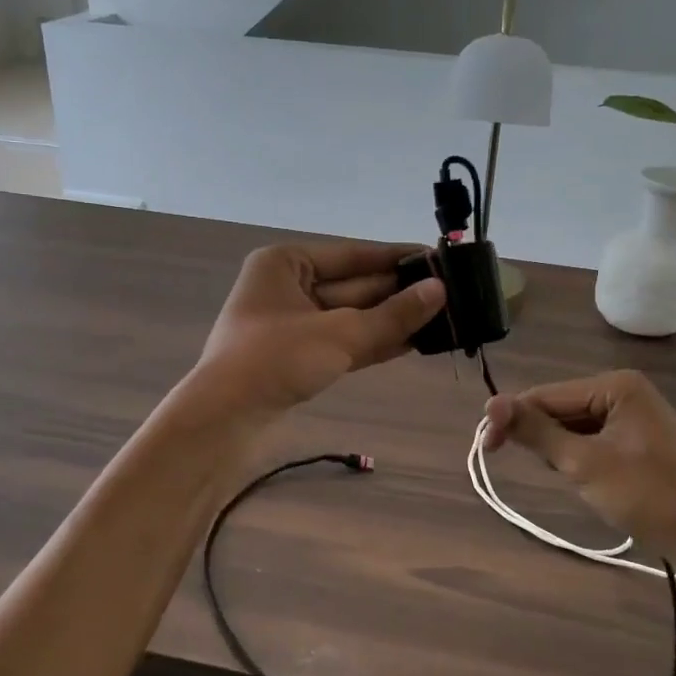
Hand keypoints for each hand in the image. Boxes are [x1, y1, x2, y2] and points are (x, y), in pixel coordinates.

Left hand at [194, 241, 445, 414]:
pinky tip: (414, 342)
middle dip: (399, 293)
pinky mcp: (297, 357)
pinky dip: (374, 342)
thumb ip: (392, 315)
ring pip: (351, 317)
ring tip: (443, 319)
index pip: (353, 255)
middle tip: (452, 295)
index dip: (397, 258)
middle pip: (354, 286)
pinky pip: (344, 341)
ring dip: (392, 320)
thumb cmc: (275, 360)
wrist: (224, 421)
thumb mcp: (339, 334)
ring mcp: (292, 325)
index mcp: (286, 263)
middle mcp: (288, 287)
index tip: (439, 259)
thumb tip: (439, 290)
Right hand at [482, 369, 675, 573]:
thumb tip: (490, 403)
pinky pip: (593, 439)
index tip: (488, 448)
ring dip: (562, 452)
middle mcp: (625, 391)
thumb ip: (536, 431)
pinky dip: (580, 459)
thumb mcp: (583, 463)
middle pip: (560, 408)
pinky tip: (591, 481)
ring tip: (577, 481)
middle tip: (550, 473)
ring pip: (573, 427)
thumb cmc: (647, 496)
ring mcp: (634, 415)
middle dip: (544, 439)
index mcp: (616, 386)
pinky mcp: (638, 439)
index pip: (547, 395)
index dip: (514, 418)